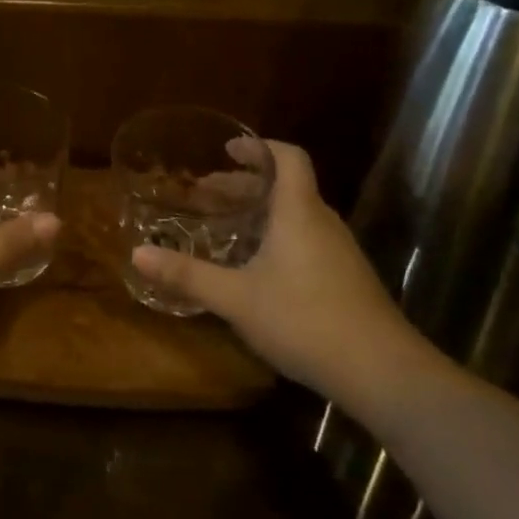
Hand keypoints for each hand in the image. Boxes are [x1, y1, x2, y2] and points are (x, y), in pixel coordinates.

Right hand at [129, 140, 441, 422]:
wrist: (381, 371)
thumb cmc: (304, 319)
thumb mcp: (236, 298)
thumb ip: (187, 274)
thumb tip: (137, 253)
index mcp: (298, 212)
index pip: (287, 157)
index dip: (259, 147)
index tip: (228, 149)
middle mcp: (322, 222)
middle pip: (287, 186)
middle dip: (245, 184)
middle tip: (207, 193)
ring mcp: (340, 251)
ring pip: (297, 214)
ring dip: (261, 211)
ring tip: (227, 226)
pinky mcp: (347, 278)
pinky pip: (307, 238)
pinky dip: (278, 235)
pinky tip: (259, 267)